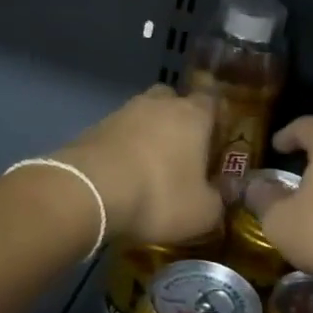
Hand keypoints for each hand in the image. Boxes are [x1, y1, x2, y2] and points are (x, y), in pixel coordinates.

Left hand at [55, 86, 221, 243]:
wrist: (90, 191)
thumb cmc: (159, 196)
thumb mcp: (202, 212)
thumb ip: (218, 201)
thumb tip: (221, 194)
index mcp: (193, 115)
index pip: (212, 101)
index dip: (216, 119)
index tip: (216, 142)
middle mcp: (159, 104)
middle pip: (174, 100)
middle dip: (178, 120)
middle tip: (181, 151)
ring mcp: (123, 112)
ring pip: (143, 115)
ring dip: (148, 134)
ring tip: (148, 167)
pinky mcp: (94, 127)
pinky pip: (118, 133)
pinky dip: (122, 148)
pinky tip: (122, 174)